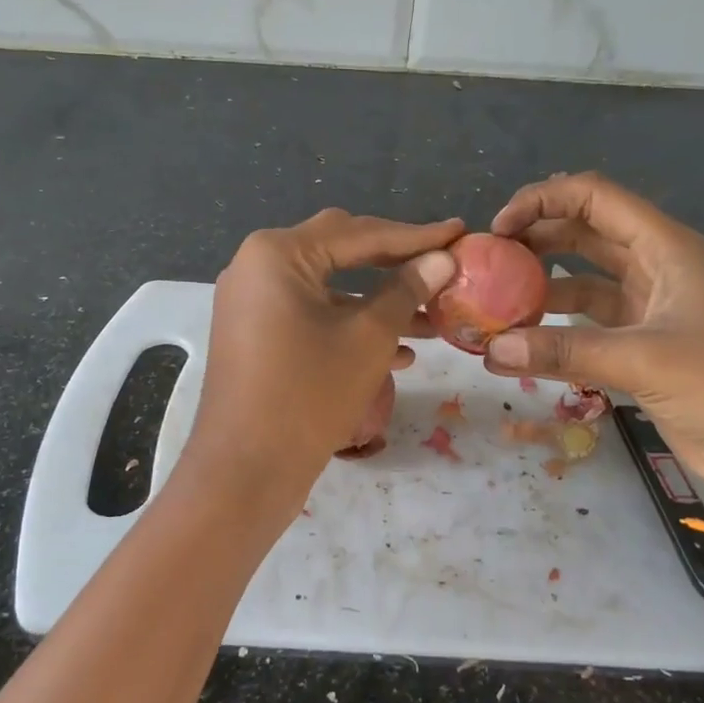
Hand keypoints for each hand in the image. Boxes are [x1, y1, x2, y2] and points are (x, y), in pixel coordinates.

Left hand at [177, 210, 463, 521]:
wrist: (244, 471)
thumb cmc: (310, 395)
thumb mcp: (369, 338)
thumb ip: (406, 290)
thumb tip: (441, 259)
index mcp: (278, 253)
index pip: (359, 233)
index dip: (415, 235)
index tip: (459, 231)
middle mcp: (256, 266)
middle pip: (340, 251)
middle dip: (394, 263)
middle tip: (441, 266)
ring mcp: (251, 302)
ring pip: (328, 288)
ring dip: (377, 301)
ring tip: (432, 319)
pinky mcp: (254, 335)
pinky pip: (309, 316)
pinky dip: (348, 325)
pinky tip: (398, 352)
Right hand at [485, 173, 703, 537]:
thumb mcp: (644, 358)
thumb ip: (563, 352)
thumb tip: (489, 351)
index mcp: (665, 247)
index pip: (595, 198)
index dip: (543, 200)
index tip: (498, 228)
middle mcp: (656, 269)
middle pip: (585, 234)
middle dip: (536, 241)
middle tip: (488, 264)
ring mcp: (650, 311)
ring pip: (584, 283)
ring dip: (542, 289)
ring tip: (496, 304)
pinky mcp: (645, 351)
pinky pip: (589, 328)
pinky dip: (557, 332)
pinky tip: (524, 345)